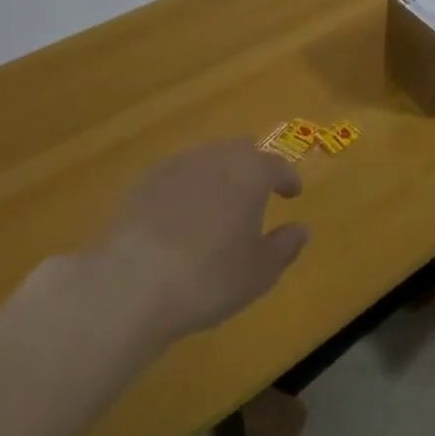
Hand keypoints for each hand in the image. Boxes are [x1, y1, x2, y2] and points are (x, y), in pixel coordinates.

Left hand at [93, 140, 308, 343]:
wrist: (133, 285)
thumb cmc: (210, 278)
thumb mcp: (260, 272)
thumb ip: (285, 246)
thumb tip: (301, 229)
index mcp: (249, 172)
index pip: (276, 164)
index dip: (287, 178)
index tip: (292, 194)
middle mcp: (214, 158)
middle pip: (239, 151)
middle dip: (252, 167)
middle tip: (257, 192)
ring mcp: (175, 166)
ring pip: (206, 159)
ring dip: (219, 175)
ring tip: (219, 204)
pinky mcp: (143, 182)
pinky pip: (176, 175)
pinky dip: (187, 187)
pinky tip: (183, 214)